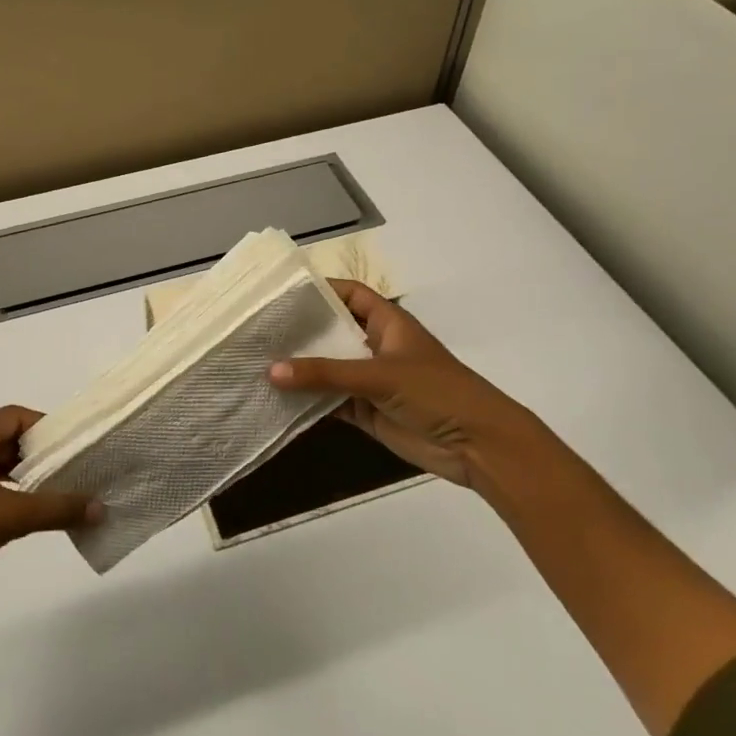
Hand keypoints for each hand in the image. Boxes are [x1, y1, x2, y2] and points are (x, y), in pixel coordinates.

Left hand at [0, 406, 101, 623]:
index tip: (75, 444)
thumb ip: (54, 509)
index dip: (45, 426)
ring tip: (67, 492)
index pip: (16, 416)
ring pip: (5, 469)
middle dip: (43, 454)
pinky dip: (19, 499)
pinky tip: (40, 517)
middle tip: (78, 468)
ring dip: (32, 478)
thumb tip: (100, 506)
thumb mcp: (6, 517)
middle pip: (12, 441)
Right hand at [269, 281, 544, 488]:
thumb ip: (325, 373)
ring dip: (300, 369)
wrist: (478, 446)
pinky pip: (329, 401)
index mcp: (387, 323)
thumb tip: (271, 371)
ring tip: (256, 361)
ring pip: (328, 369)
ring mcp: (370, 380)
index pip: (349, 294)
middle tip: (257, 328)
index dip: (319, 289)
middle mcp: (375, 346)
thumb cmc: (436, 392)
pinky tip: (276, 398)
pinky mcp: (366, 411)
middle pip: (332, 331)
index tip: (280, 291)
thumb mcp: (379, 375)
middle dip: (300, 331)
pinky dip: (307, 401)